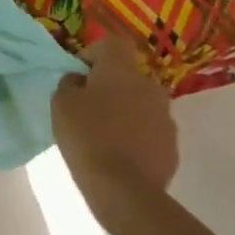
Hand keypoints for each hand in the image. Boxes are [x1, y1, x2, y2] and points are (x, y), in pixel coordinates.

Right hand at [52, 37, 179, 223]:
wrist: (124, 189)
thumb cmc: (87, 137)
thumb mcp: (61, 104)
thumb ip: (70, 84)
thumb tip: (80, 80)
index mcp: (122, 71)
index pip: (111, 44)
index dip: (93, 54)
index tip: (79, 76)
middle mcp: (150, 86)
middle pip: (127, 76)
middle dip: (110, 86)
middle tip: (88, 107)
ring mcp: (166, 117)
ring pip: (141, 103)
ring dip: (125, 111)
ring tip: (104, 134)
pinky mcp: (172, 145)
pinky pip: (150, 130)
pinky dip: (136, 135)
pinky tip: (119, 154)